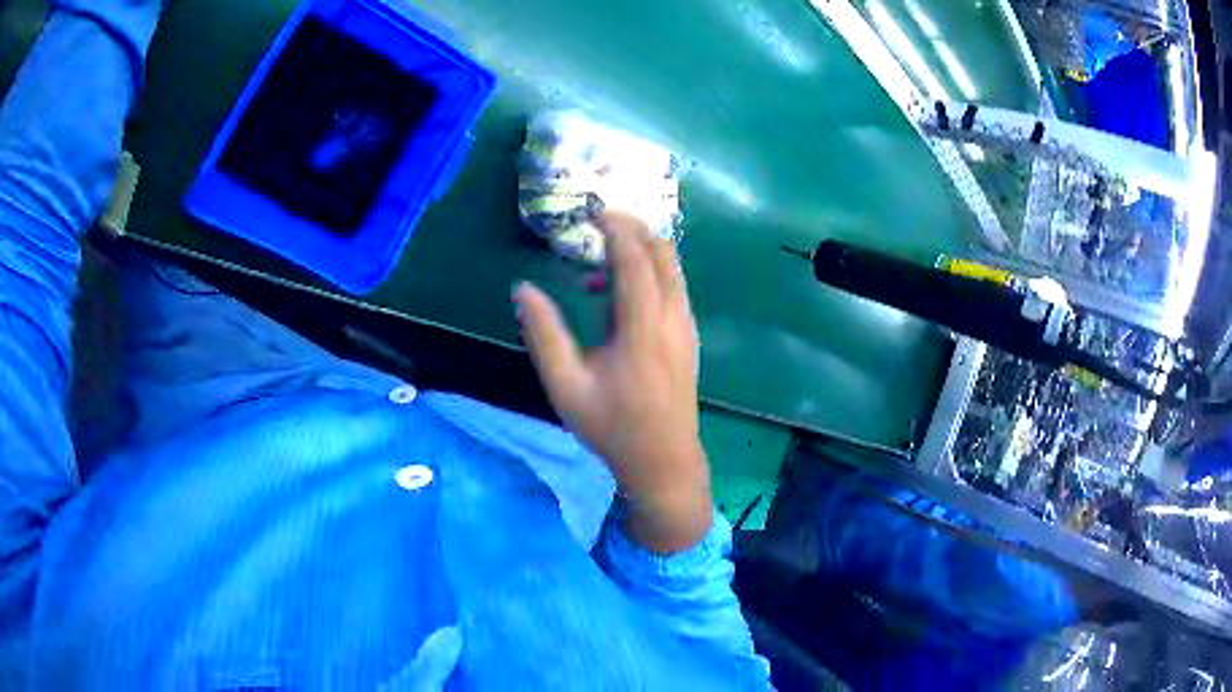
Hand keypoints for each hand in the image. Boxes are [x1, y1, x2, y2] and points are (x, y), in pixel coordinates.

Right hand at [513, 213, 712, 552]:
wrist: (664, 461)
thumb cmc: (612, 427)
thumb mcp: (566, 385)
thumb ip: (543, 334)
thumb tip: (523, 289)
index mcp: (643, 325)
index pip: (635, 258)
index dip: (615, 228)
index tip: (591, 211)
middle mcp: (673, 316)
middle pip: (663, 251)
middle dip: (633, 228)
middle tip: (598, 223)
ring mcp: (686, 325)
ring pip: (673, 267)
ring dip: (642, 251)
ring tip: (599, 264)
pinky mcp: (689, 335)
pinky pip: (674, 286)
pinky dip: (651, 272)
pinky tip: (619, 295)